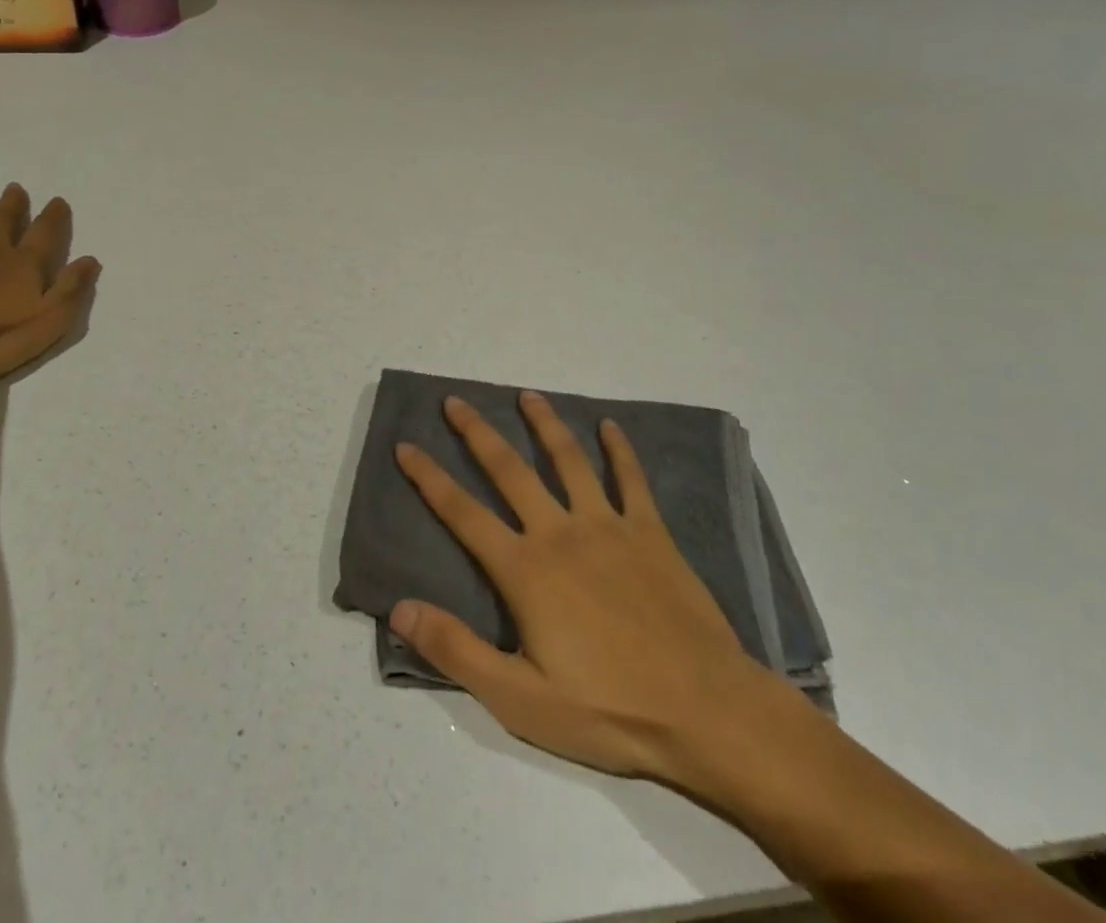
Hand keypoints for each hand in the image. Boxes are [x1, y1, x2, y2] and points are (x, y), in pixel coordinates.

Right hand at [392, 393, 805, 800]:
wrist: (705, 711)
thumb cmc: (608, 709)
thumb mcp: (519, 699)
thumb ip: (455, 650)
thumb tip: (400, 606)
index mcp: (525, 569)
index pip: (462, 513)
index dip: (429, 478)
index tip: (405, 445)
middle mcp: (559, 532)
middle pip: (509, 470)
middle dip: (477, 432)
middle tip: (454, 401)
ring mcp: (608, 526)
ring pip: (568, 460)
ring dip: (545, 424)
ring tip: (528, 395)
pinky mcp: (650, 533)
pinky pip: (631, 480)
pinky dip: (620, 450)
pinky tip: (611, 426)